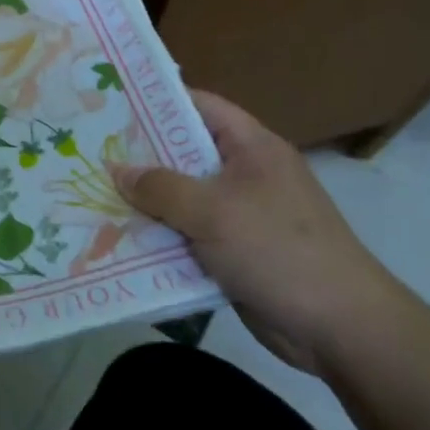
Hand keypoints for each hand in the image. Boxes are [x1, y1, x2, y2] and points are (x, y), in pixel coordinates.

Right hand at [115, 89, 408, 374]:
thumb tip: (117, 171)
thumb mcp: (213, 211)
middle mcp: (246, 174)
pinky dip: (161, 236)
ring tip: (94, 195)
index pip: (200, 106)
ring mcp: (242, 214)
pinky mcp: (235, 251)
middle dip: (140, 157)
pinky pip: (189, 235)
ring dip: (146, 202)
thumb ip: (161, 187)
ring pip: (183, 198)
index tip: (110, 105)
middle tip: (90, 154)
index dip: (157, 102)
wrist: (339, 327)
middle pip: (185, 154)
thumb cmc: (278, 250)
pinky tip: (121, 239)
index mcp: (251, 148)